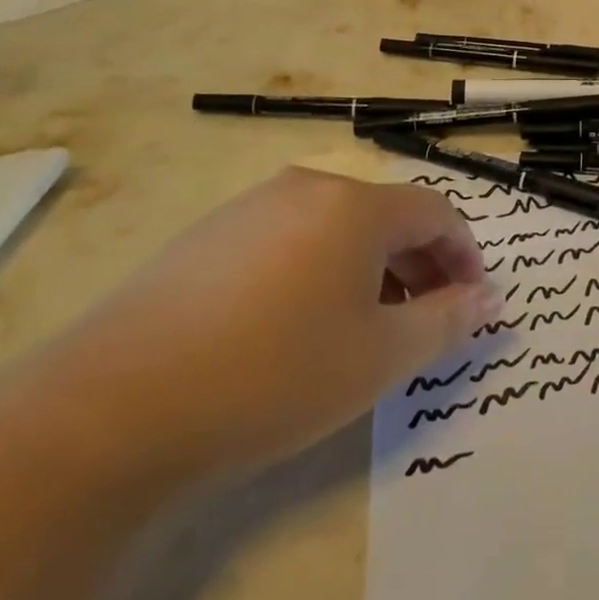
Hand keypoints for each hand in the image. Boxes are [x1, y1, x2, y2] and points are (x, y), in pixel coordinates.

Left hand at [47, 169, 501, 482]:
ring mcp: (250, 208)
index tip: (471, 302)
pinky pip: (288, 240)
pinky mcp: (206, 237)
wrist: (110, 411)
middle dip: (419, 265)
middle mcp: (307, 188)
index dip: (465, 255)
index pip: (436, 212)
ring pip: (336, 228)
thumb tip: (488, 300)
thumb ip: (447, 322)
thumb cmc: (273, 375)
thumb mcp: (380, 357)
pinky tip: (294, 327)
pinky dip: (318, 271)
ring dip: (370, 269)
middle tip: (426, 320)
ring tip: (363, 328)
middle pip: (386, 216)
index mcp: (355, 205)